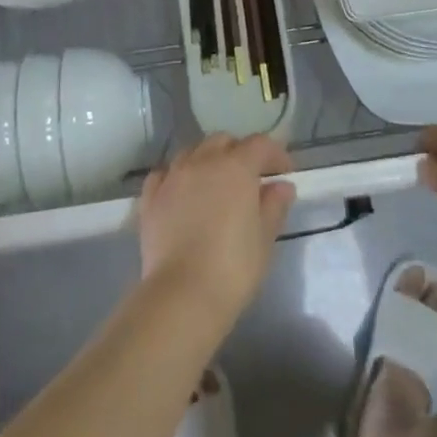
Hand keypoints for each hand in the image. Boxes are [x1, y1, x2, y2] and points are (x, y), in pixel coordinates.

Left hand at [138, 134, 295, 329]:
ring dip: (208, 160)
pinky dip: (176, 176)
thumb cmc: (233, 267)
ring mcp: (173, 177)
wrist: (182, 294)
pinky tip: (182, 192)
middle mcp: (202, 162)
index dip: (275, 153)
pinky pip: (164, 174)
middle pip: (223, 141)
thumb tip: (282, 186)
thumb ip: (274, 206)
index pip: (259, 145)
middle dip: (239, 152)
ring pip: (192, 152)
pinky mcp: (150, 198)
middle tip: (251, 177)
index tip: (285, 171)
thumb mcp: (265, 238)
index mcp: (236, 167)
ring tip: (215, 183)